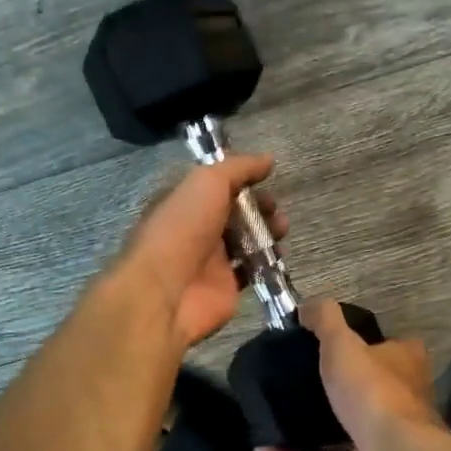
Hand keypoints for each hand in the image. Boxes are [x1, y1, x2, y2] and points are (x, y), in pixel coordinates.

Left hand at [115, 153, 285, 350]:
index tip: (265, 178)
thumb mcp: (208, 182)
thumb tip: (268, 159)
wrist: (167, 291)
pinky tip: (279, 254)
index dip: (241, 180)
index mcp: (185, 201)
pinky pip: (251, 269)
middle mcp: (195, 228)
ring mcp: (210, 259)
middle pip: (234, 212)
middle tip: (275, 208)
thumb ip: (238, 168)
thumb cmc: (182, 228)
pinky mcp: (225, 286)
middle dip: (259, 207)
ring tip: (282, 228)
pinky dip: (267, 261)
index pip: (216, 185)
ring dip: (267, 231)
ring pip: (245, 240)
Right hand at [255, 298, 445, 450]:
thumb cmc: (371, 391)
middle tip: (290, 378)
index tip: (319, 344)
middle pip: (363, 385)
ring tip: (274, 413)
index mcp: (404, 361)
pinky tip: (266, 450)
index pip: (384, 344)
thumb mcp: (342, 343)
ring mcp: (384, 434)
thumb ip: (324, 319)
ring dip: (310, 423)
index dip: (357, 342)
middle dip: (331, 385)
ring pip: (343, 424)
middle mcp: (401, 395)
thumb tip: (306, 306)